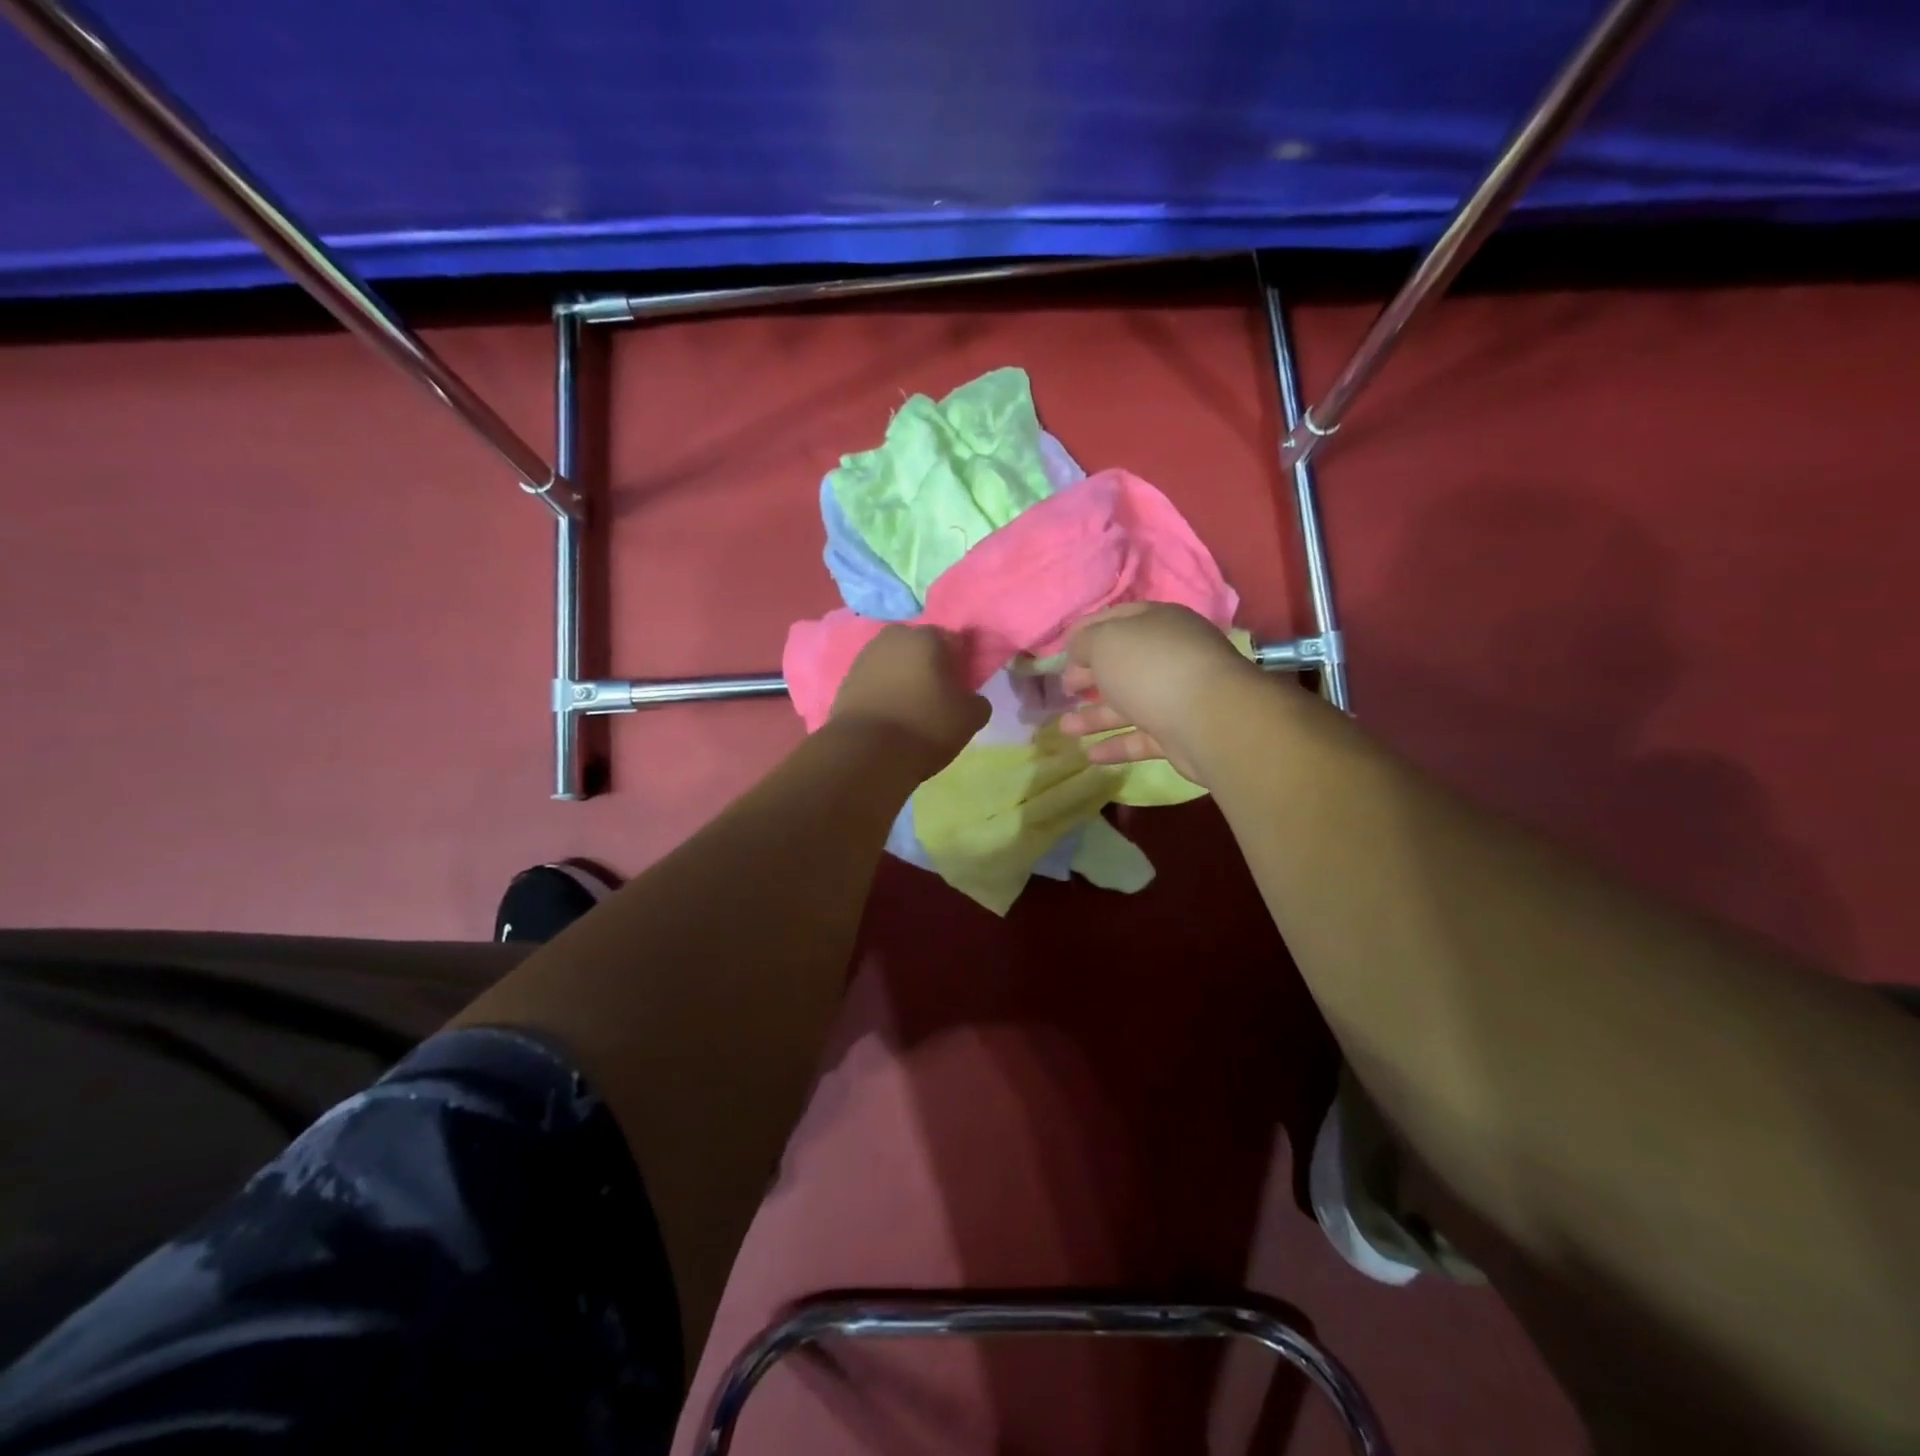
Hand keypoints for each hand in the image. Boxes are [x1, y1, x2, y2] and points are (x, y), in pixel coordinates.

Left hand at [830, 625, 988, 769]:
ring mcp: (865, 657)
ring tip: (912, 709)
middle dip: (930, 666)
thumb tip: (971, 698)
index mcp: (928, 636)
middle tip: (938, 697)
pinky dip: (884, 693)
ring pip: (895, 664)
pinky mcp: (845, 680)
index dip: (962, 665)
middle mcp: (894, 637)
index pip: (955, 642)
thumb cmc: (925, 726)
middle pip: (920, 648)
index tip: (963, 689)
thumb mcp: (969, 718)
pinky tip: (890, 716)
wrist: (866, 752)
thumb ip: (978, 701)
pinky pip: (875, 682)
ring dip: (904, 679)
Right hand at [1058, 603, 1258, 784]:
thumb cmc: (1151, 668)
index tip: (1061, 652)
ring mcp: (1177, 695)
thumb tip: (1078, 649)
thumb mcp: (1106, 642)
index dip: (1086, 633)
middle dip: (1090, 676)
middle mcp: (1170, 655)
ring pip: (1129, 704)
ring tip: (1065, 729)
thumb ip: (1085, 642)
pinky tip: (1090, 755)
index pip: (1116, 620)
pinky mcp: (1180, 732)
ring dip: (1095, 716)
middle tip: (1065, 690)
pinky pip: (1142, 737)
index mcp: (1157, 623)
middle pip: (1122, 664)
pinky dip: (1117, 745)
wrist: (1209, 719)